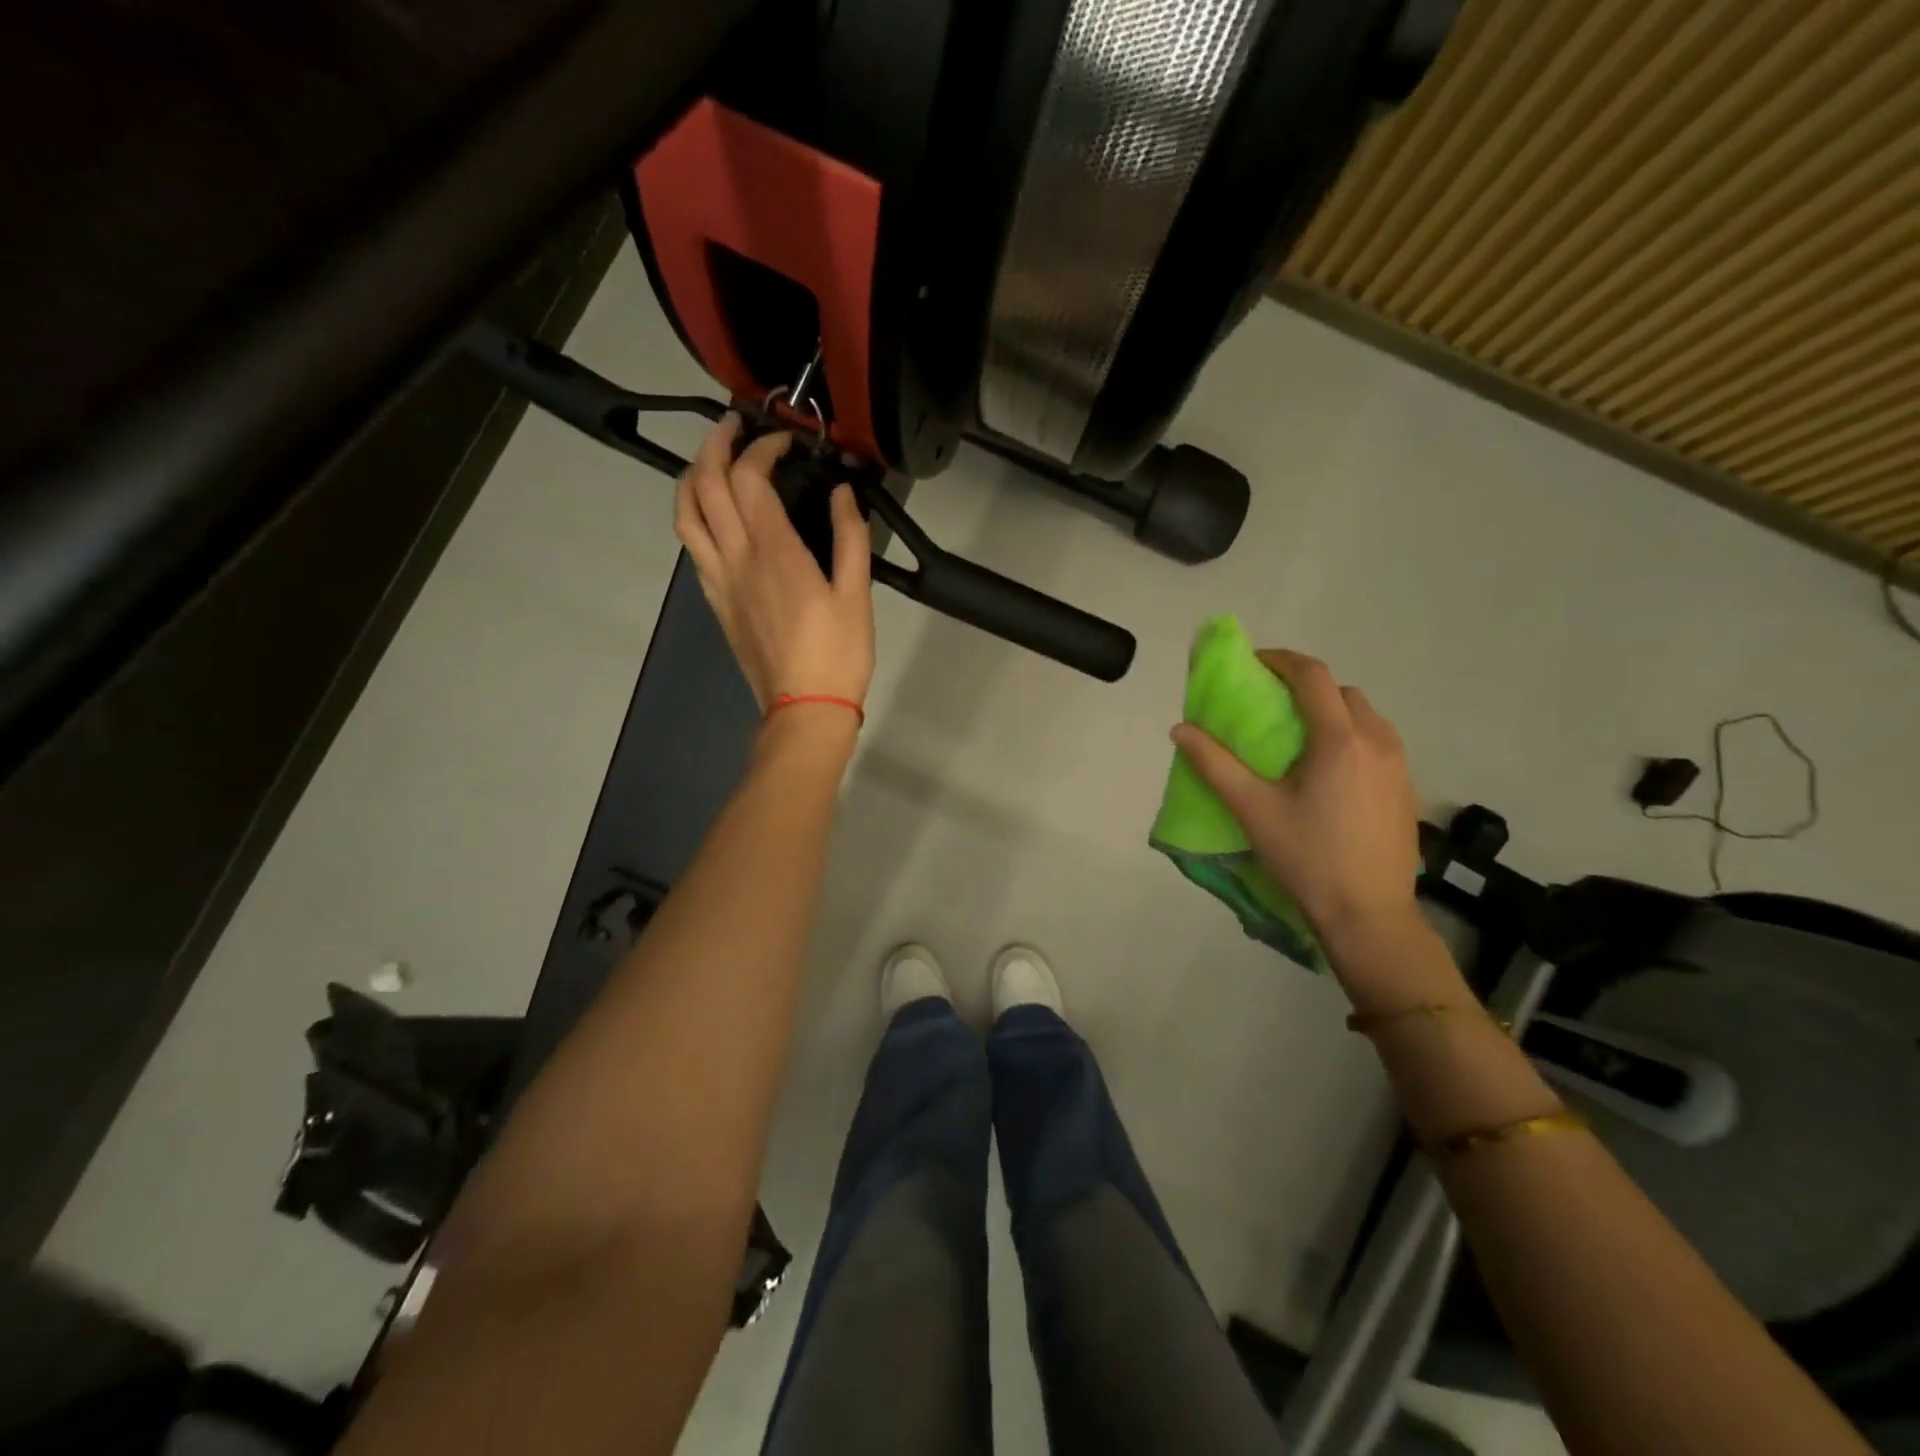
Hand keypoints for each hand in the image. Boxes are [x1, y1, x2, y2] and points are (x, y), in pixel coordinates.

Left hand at [674, 416, 874, 710]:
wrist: (804, 708)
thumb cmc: (838, 653)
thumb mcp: (857, 594)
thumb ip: (849, 537)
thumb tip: (842, 493)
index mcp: (774, 551)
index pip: (750, 477)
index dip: (762, 447)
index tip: (785, 442)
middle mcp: (737, 557)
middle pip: (705, 484)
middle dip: (715, 444)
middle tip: (733, 426)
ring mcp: (719, 580)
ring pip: (686, 514)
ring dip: (691, 476)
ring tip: (709, 460)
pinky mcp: (715, 600)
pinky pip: (692, 547)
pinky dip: (694, 517)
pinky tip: (712, 515)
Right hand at [1171, 649, 1421, 957]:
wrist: (1369, 914)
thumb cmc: (1307, 857)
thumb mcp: (1252, 809)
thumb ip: (1214, 764)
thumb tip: (1180, 729)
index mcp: (1339, 739)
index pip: (1313, 676)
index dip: (1281, 660)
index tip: (1252, 664)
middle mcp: (1377, 741)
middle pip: (1341, 691)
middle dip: (1305, 685)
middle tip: (1270, 702)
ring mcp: (1399, 764)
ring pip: (1364, 715)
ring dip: (1330, 710)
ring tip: (1298, 735)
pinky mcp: (1406, 787)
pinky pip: (1377, 740)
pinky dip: (1349, 735)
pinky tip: (1327, 770)